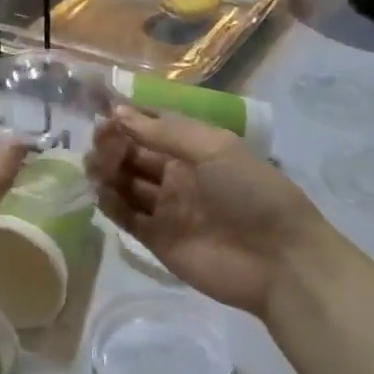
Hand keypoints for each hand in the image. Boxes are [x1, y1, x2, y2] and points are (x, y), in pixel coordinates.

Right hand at [88, 106, 329, 319]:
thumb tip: (118, 112)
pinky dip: (110, 204)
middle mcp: (177, 176)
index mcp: (195, 150)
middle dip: (113, 146)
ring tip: (94, 167)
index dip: (127, 121)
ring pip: (125, 184)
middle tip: (98, 144)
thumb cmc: (252, 194)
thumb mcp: (215, 149)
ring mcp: (165, 208)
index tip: (103, 115)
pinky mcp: (156, 239)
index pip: (151, 129)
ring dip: (107, 172)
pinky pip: (125, 217)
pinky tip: (101, 193)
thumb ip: (166, 132)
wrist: (278, 261)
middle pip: (133, 156)